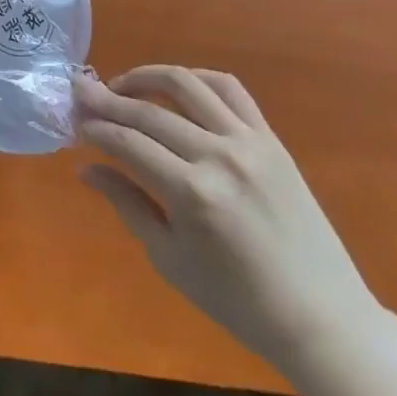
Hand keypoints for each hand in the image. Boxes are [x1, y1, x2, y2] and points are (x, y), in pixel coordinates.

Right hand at [74, 66, 382, 373]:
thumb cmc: (237, 301)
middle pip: (148, 111)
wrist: (322, 318)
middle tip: (81, 92)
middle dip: (107, 99)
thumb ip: (126, 204)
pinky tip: (175, 86)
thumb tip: (86, 168)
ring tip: (122, 85)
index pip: (127, 142)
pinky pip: (230, 89)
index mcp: (192, 194)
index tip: (74, 122)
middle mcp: (219, 157)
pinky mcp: (271, 140)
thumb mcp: (169, 258)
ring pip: (186, 84)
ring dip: (146, 76)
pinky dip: (196, 78)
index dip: (95, 128)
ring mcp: (249, 143)